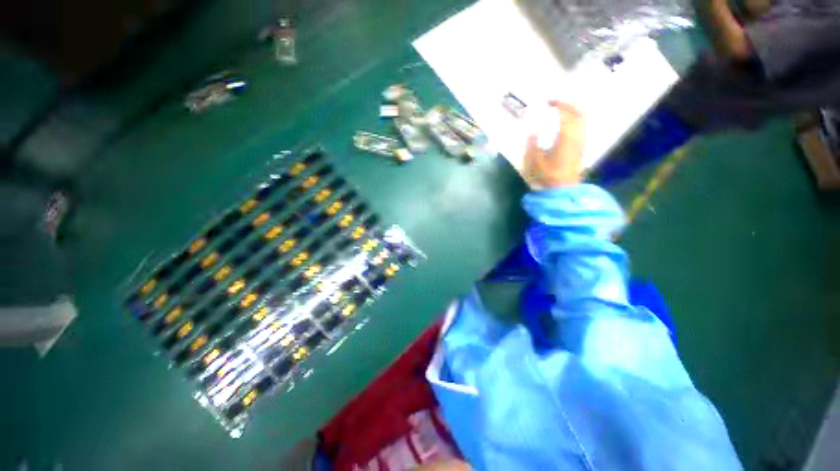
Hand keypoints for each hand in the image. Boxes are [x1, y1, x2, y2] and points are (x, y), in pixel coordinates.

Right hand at [523, 101, 585, 188]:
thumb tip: (531, 130)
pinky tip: (565, 124)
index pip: (566, 114)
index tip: (548, 102)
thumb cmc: (546, 176)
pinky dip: (575, 120)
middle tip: (555, 103)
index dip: (558, 105)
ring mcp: (581, 142)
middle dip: (568, 104)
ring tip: (560, 111)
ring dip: (573, 111)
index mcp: (566, 138)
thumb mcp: (534, 161)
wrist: (561, 190)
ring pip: (583, 119)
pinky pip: (581, 127)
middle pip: (579, 113)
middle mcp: (578, 136)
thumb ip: (532, 143)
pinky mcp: (581, 147)